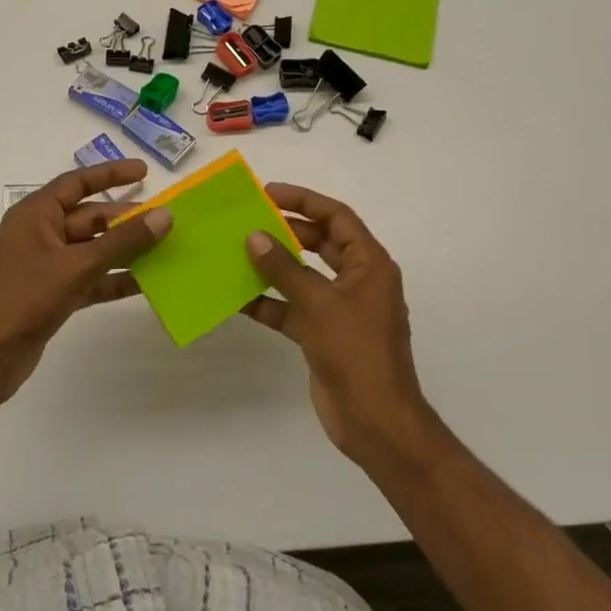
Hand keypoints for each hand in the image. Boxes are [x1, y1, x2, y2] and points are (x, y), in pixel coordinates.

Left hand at [0, 159, 170, 416]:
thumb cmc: (23, 300)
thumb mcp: (76, 266)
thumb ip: (122, 241)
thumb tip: (164, 215)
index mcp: (35, 215)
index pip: (77, 183)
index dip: (111, 174)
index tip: (146, 171)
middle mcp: (40, 235)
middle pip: (90, 218)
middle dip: (126, 219)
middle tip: (167, 220)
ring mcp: (46, 267)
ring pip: (93, 251)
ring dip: (125, 251)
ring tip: (166, 249)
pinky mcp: (52, 296)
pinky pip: (90, 280)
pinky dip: (114, 280)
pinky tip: (146, 284)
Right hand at [241, 184, 440, 472]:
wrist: (373, 419)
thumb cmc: (355, 352)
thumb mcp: (318, 304)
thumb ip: (284, 269)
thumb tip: (255, 236)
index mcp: (369, 264)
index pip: (337, 217)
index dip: (304, 200)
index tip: (268, 191)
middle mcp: (356, 280)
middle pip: (320, 243)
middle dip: (286, 230)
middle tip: (248, 219)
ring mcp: (339, 309)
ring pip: (303, 276)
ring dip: (273, 266)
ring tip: (236, 251)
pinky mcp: (322, 334)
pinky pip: (292, 309)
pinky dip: (268, 303)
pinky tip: (236, 298)